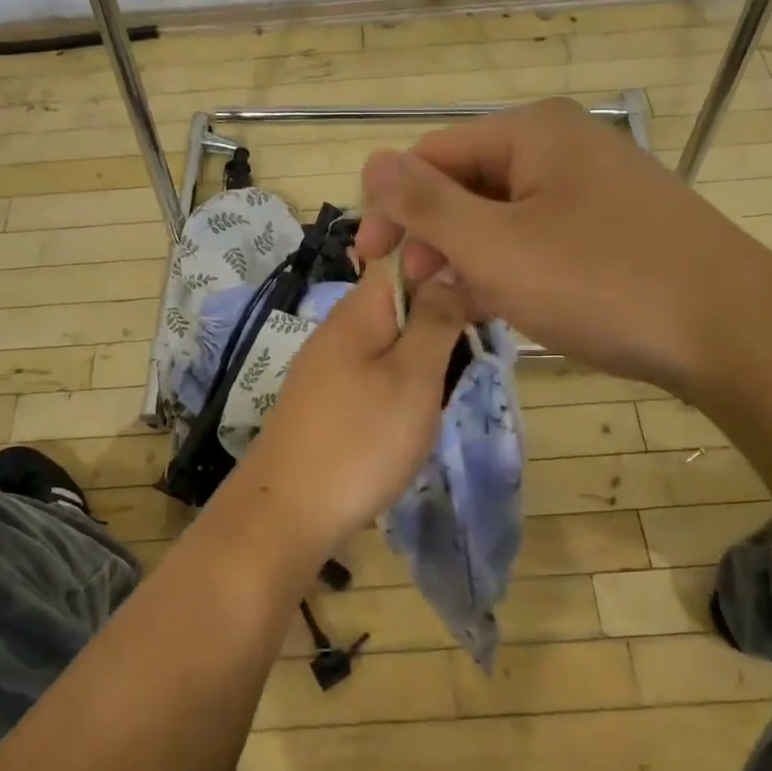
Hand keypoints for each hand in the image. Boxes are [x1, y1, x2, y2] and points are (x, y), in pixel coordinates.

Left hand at [228, 261, 469, 560]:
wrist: (287, 513)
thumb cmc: (360, 441)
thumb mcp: (412, 377)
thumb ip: (435, 319)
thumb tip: (449, 269)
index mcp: (359, 310)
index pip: (402, 257)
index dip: (444, 265)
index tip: (483, 296)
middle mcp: (339, 328)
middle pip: (398, 298)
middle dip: (439, 314)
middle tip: (474, 348)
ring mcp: (328, 365)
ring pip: (389, 337)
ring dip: (423, 351)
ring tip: (449, 384)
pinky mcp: (325, 399)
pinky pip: (373, 370)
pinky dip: (401, 380)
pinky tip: (414, 411)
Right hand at [354, 97, 752, 389]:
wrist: (734, 332)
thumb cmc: (600, 282)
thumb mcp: (494, 246)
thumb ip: (425, 204)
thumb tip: (371, 161)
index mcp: (531, 132)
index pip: (431, 156)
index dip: (390, 208)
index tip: (369, 264)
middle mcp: (564, 145)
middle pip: (468, 182)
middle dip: (433, 236)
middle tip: (416, 291)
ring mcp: (596, 186)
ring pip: (504, 215)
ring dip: (469, 256)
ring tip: (457, 304)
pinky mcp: (618, 226)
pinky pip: (542, 236)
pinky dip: (513, 267)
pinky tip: (504, 304)